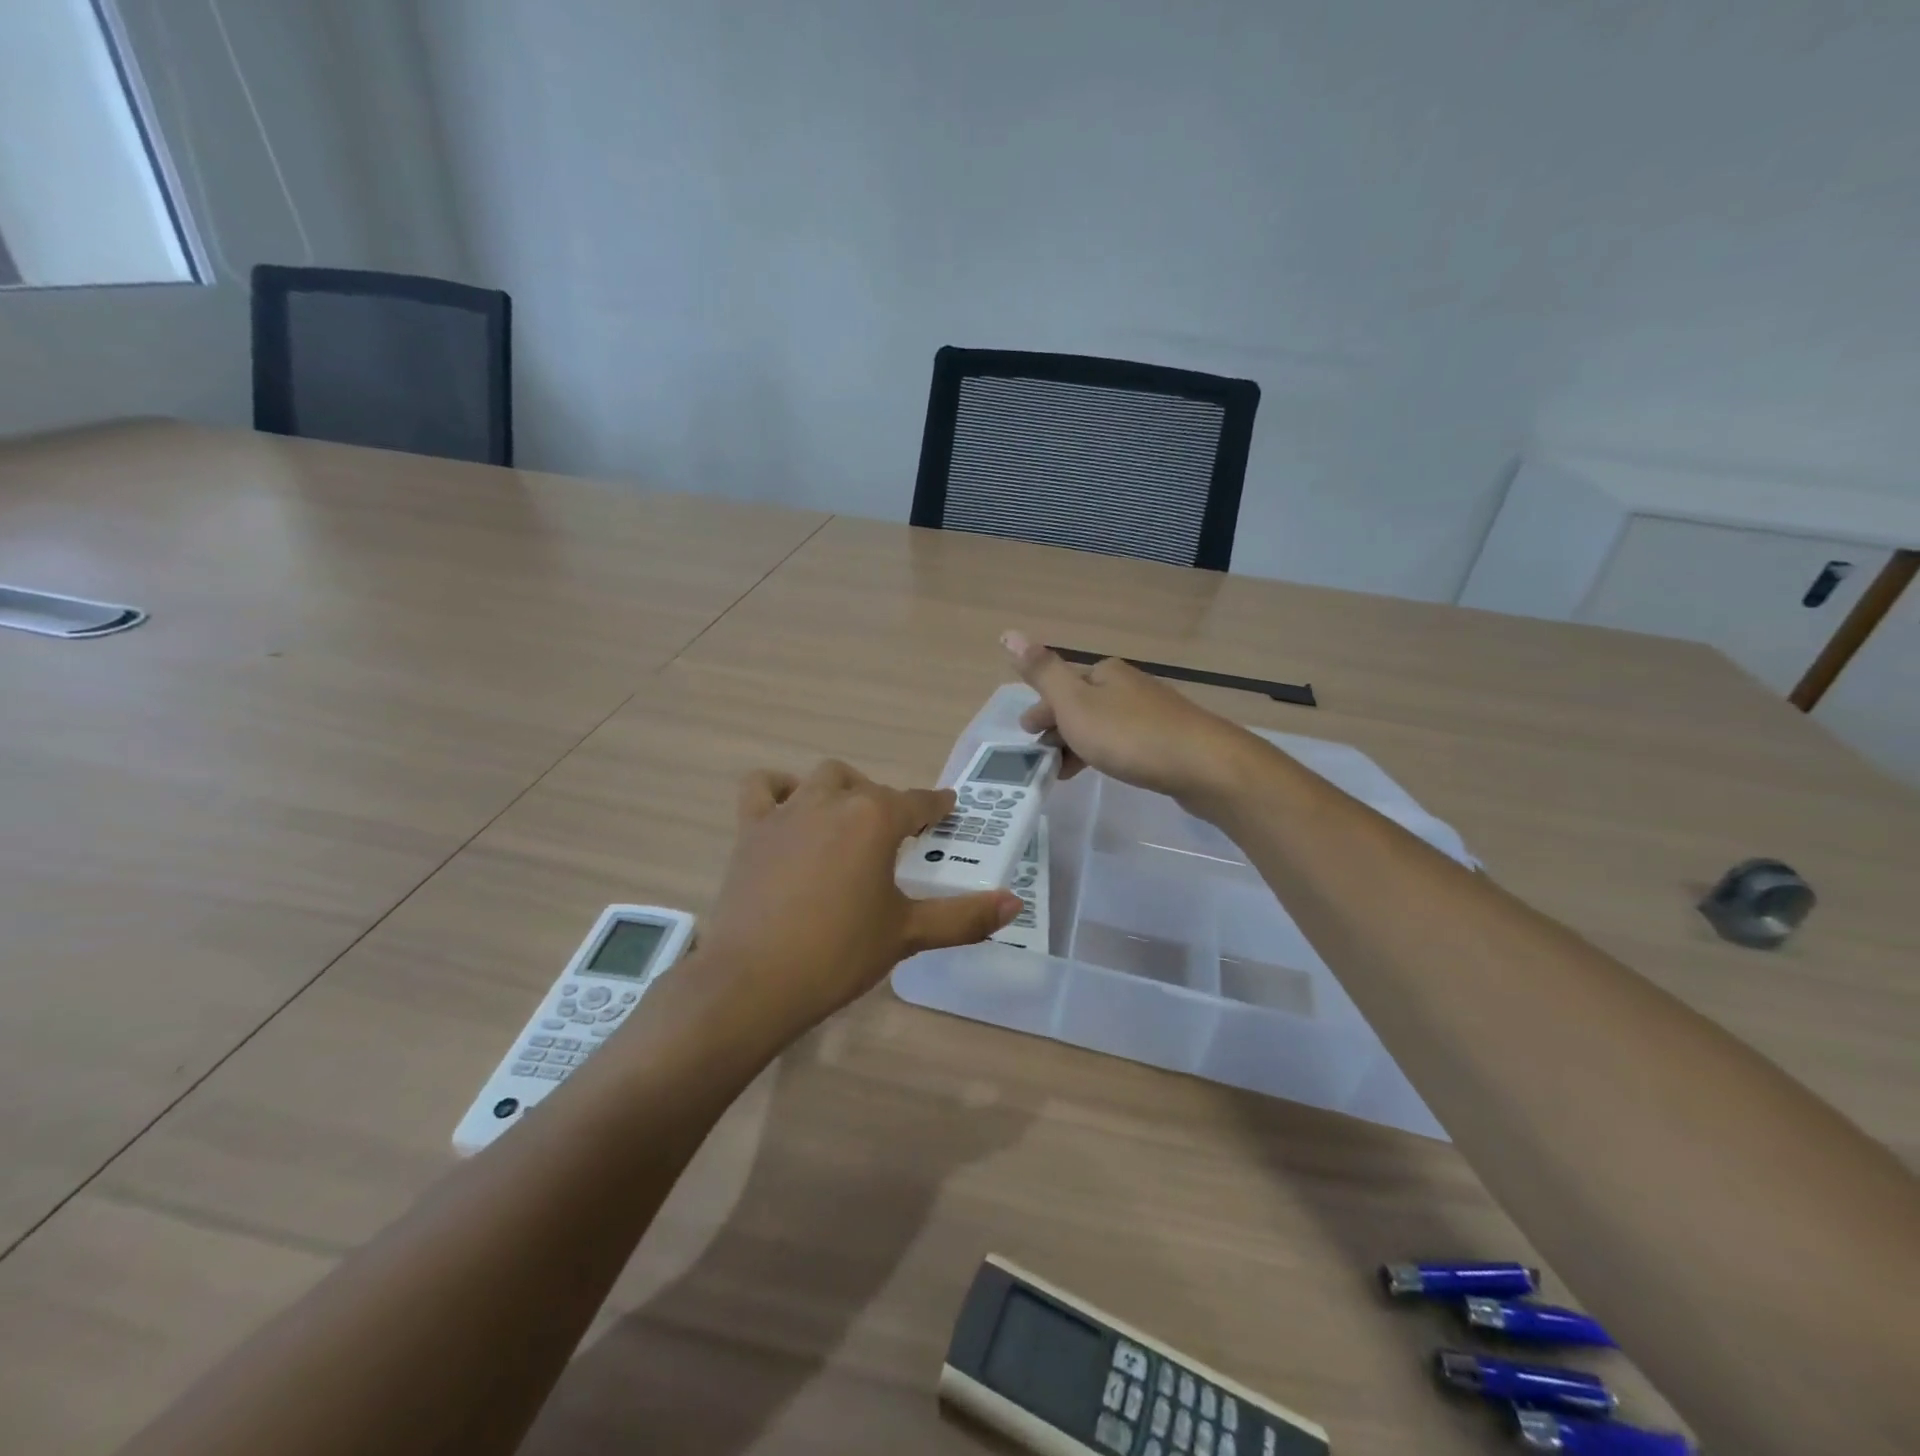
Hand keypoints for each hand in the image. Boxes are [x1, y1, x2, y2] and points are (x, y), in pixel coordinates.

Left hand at [697, 759, 1019, 1039]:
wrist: (754, 981)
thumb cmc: (839, 954)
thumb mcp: (908, 934)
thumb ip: (964, 916)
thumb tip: (1015, 904)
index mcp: (876, 819)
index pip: (918, 802)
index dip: (936, 806)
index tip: (947, 808)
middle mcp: (834, 801)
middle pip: (871, 789)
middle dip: (889, 806)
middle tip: (897, 839)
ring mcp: (787, 811)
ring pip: (823, 778)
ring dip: (843, 790)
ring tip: (849, 819)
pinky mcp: (751, 828)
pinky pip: (762, 787)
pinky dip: (779, 788)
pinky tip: (790, 810)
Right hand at [1003, 630, 1264, 810]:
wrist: (1203, 765)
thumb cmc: (1129, 735)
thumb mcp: (1074, 703)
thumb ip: (1042, 672)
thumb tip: (1008, 633)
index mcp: (1105, 673)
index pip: (1062, 686)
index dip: (1042, 710)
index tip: (1026, 736)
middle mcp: (1129, 685)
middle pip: (1082, 704)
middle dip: (1058, 727)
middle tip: (1041, 756)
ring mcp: (1153, 712)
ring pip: (1103, 725)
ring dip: (1079, 744)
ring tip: (1065, 772)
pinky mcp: (1170, 739)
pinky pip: (1125, 742)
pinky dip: (1105, 753)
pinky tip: (1106, 769)